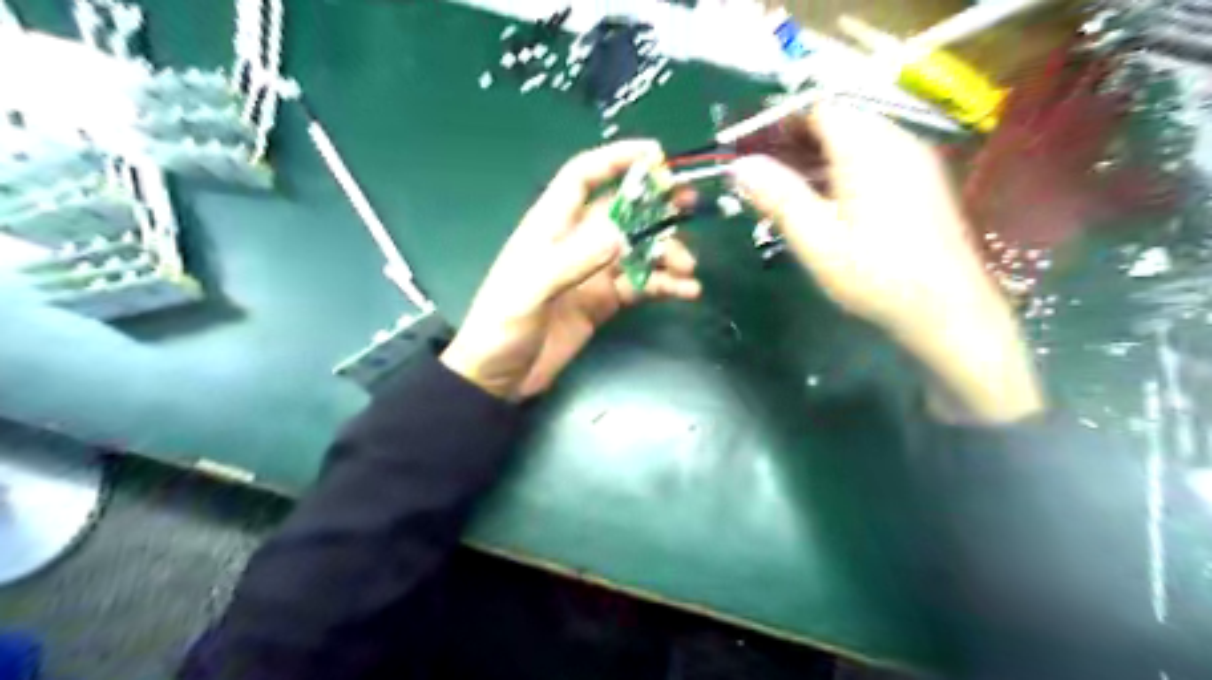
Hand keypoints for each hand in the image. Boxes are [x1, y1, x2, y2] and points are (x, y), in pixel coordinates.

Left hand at [445, 142, 701, 401]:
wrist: (499, 377)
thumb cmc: (502, 327)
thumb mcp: (530, 291)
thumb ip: (573, 261)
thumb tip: (623, 235)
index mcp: (550, 227)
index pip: (583, 177)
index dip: (616, 159)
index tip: (656, 154)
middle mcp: (575, 242)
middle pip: (621, 210)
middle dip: (655, 204)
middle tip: (689, 203)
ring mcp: (592, 273)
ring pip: (638, 249)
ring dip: (666, 252)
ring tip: (687, 267)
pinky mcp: (604, 301)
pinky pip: (641, 284)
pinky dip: (665, 284)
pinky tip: (686, 290)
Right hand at [728, 104, 1040, 423]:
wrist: (947, 309)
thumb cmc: (876, 276)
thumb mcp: (817, 240)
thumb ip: (778, 197)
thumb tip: (740, 166)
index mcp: (868, 149)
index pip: (818, 109)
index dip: (781, 124)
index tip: (753, 151)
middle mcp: (896, 142)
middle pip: (838, 121)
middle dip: (797, 143)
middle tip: (765, 177)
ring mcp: (914, 160)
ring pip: (856, 140)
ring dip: (819, 158)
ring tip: (789, 193)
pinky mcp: (922, 181)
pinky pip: (874, 158)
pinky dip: (843, 169)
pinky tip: (829, 203)